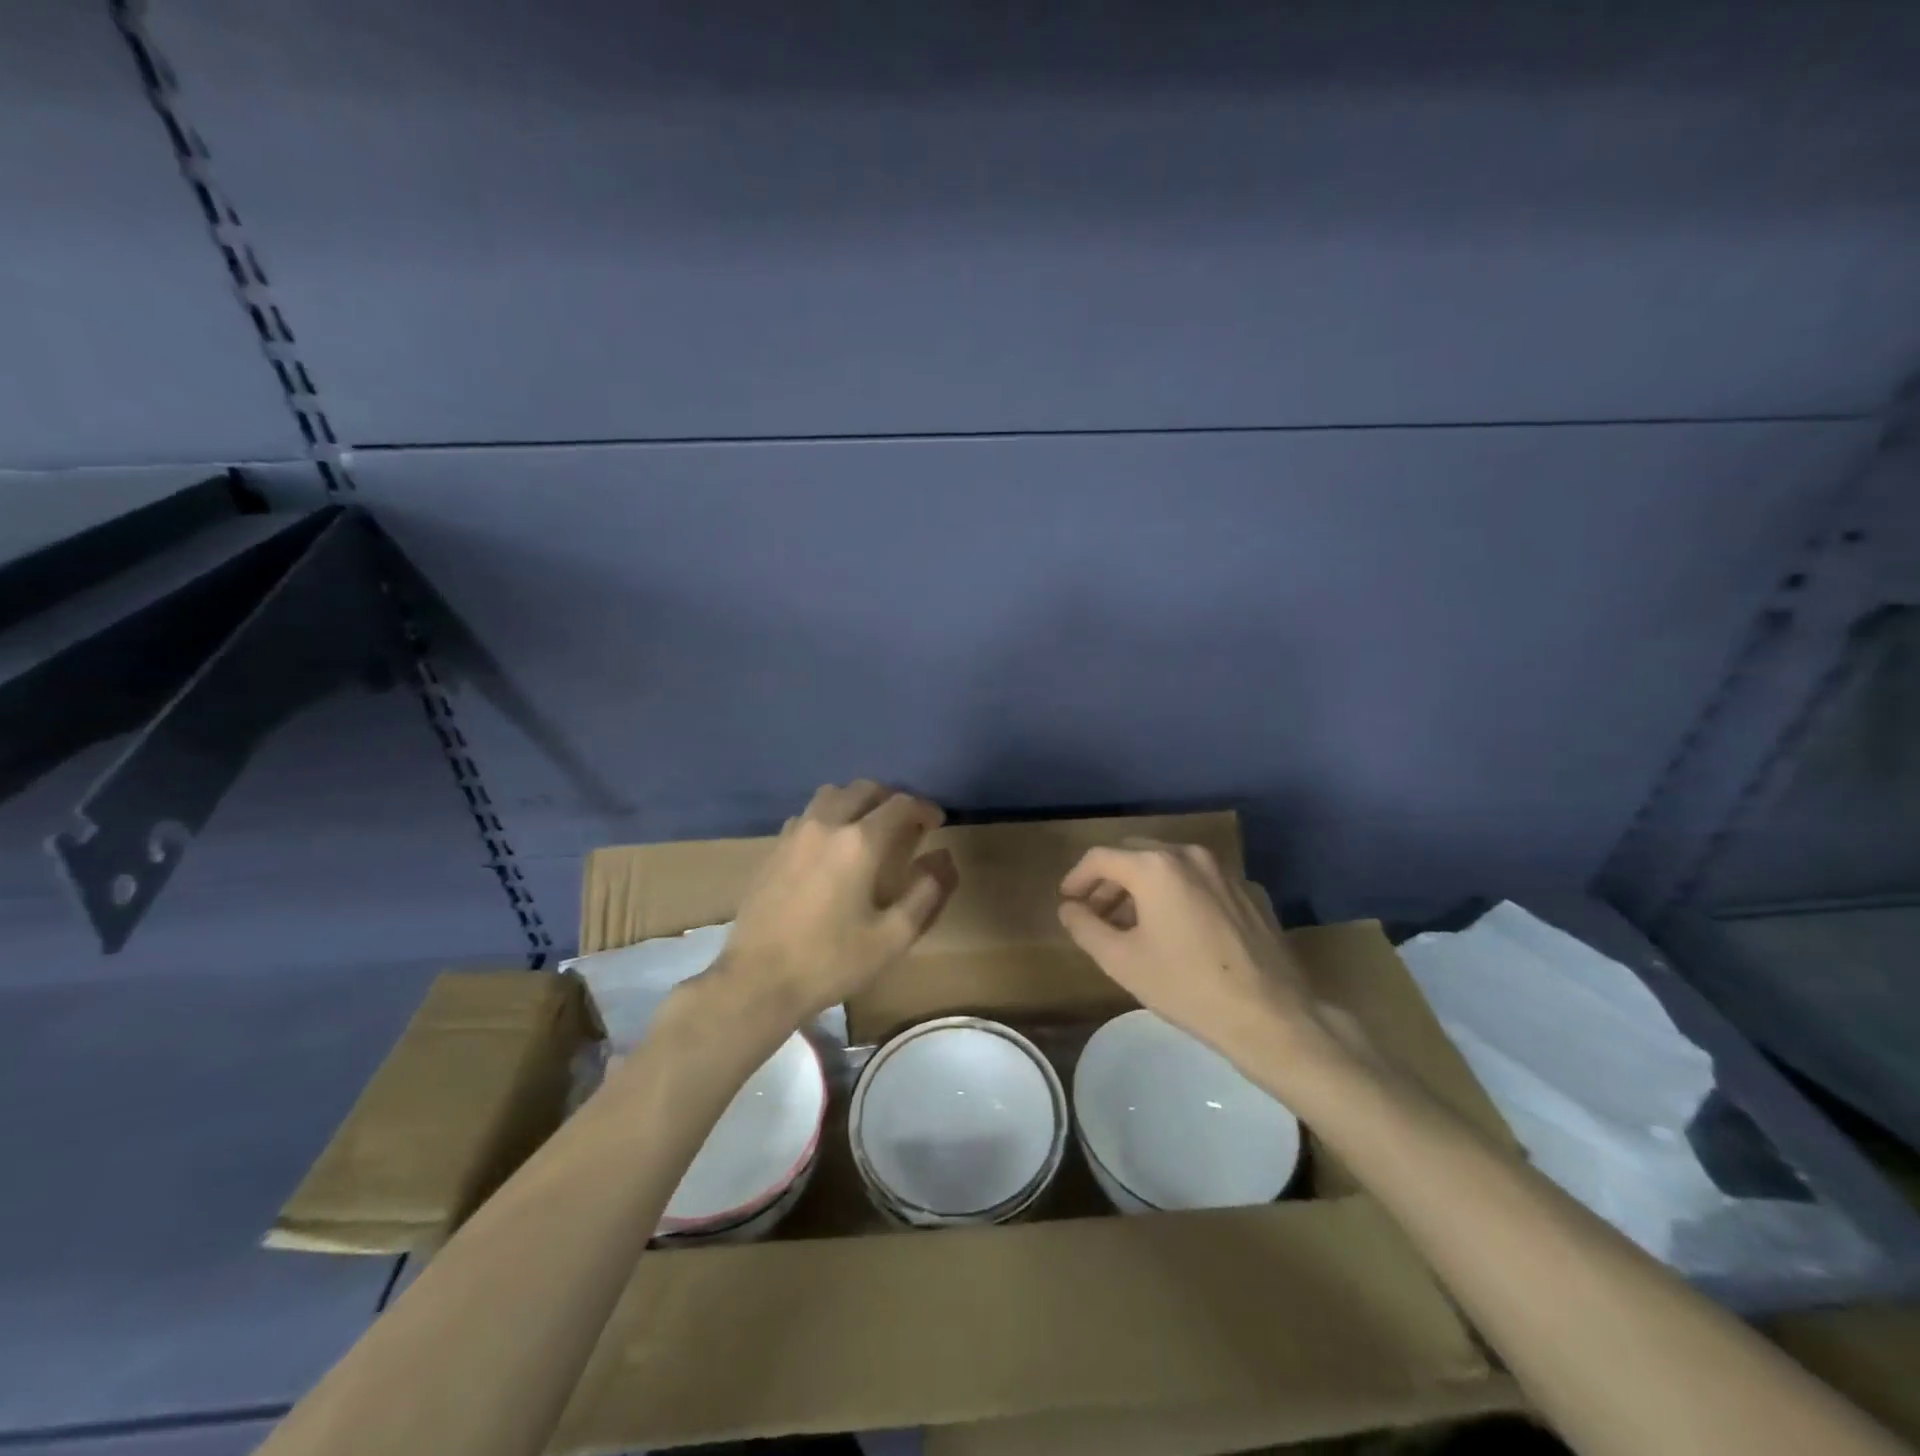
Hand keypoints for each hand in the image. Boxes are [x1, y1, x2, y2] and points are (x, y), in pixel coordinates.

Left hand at [715, 780, 957, 1024]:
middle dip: (891, 799)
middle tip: (906, 823)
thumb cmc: (831, 961)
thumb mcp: (893, 937)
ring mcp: (794, 834)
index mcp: (859, 842)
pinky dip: (828, 817)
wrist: (758, 980)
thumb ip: (926, 892)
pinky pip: (806, 815)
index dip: (924, 808)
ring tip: (868, 828)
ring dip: (856, 801)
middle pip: (864, 789)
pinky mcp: (773, 849)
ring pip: (831, 795)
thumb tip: (943, 857)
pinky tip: (829, 847)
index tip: (936, 822)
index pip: (900, 804)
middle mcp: (826, 825)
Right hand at [1057, 839, 1324, 1059]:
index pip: (1100, 857)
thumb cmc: (1185, 987)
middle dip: (1110, 879)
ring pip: (1170, 865)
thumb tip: (1069, 908)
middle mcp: (1189, 855)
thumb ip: (1085, 927)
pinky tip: (1179, 930)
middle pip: (1136, 854)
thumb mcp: (1121, 961)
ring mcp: (1225, 871)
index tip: (1068, 901)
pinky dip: (1179, 894)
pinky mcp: (1249, 892)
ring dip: (1143, 886)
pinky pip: (1201, 882)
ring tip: (1133, 923)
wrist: (1270, 1016)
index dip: (1077, 877)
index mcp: (1155, 866)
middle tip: (1096, 912)